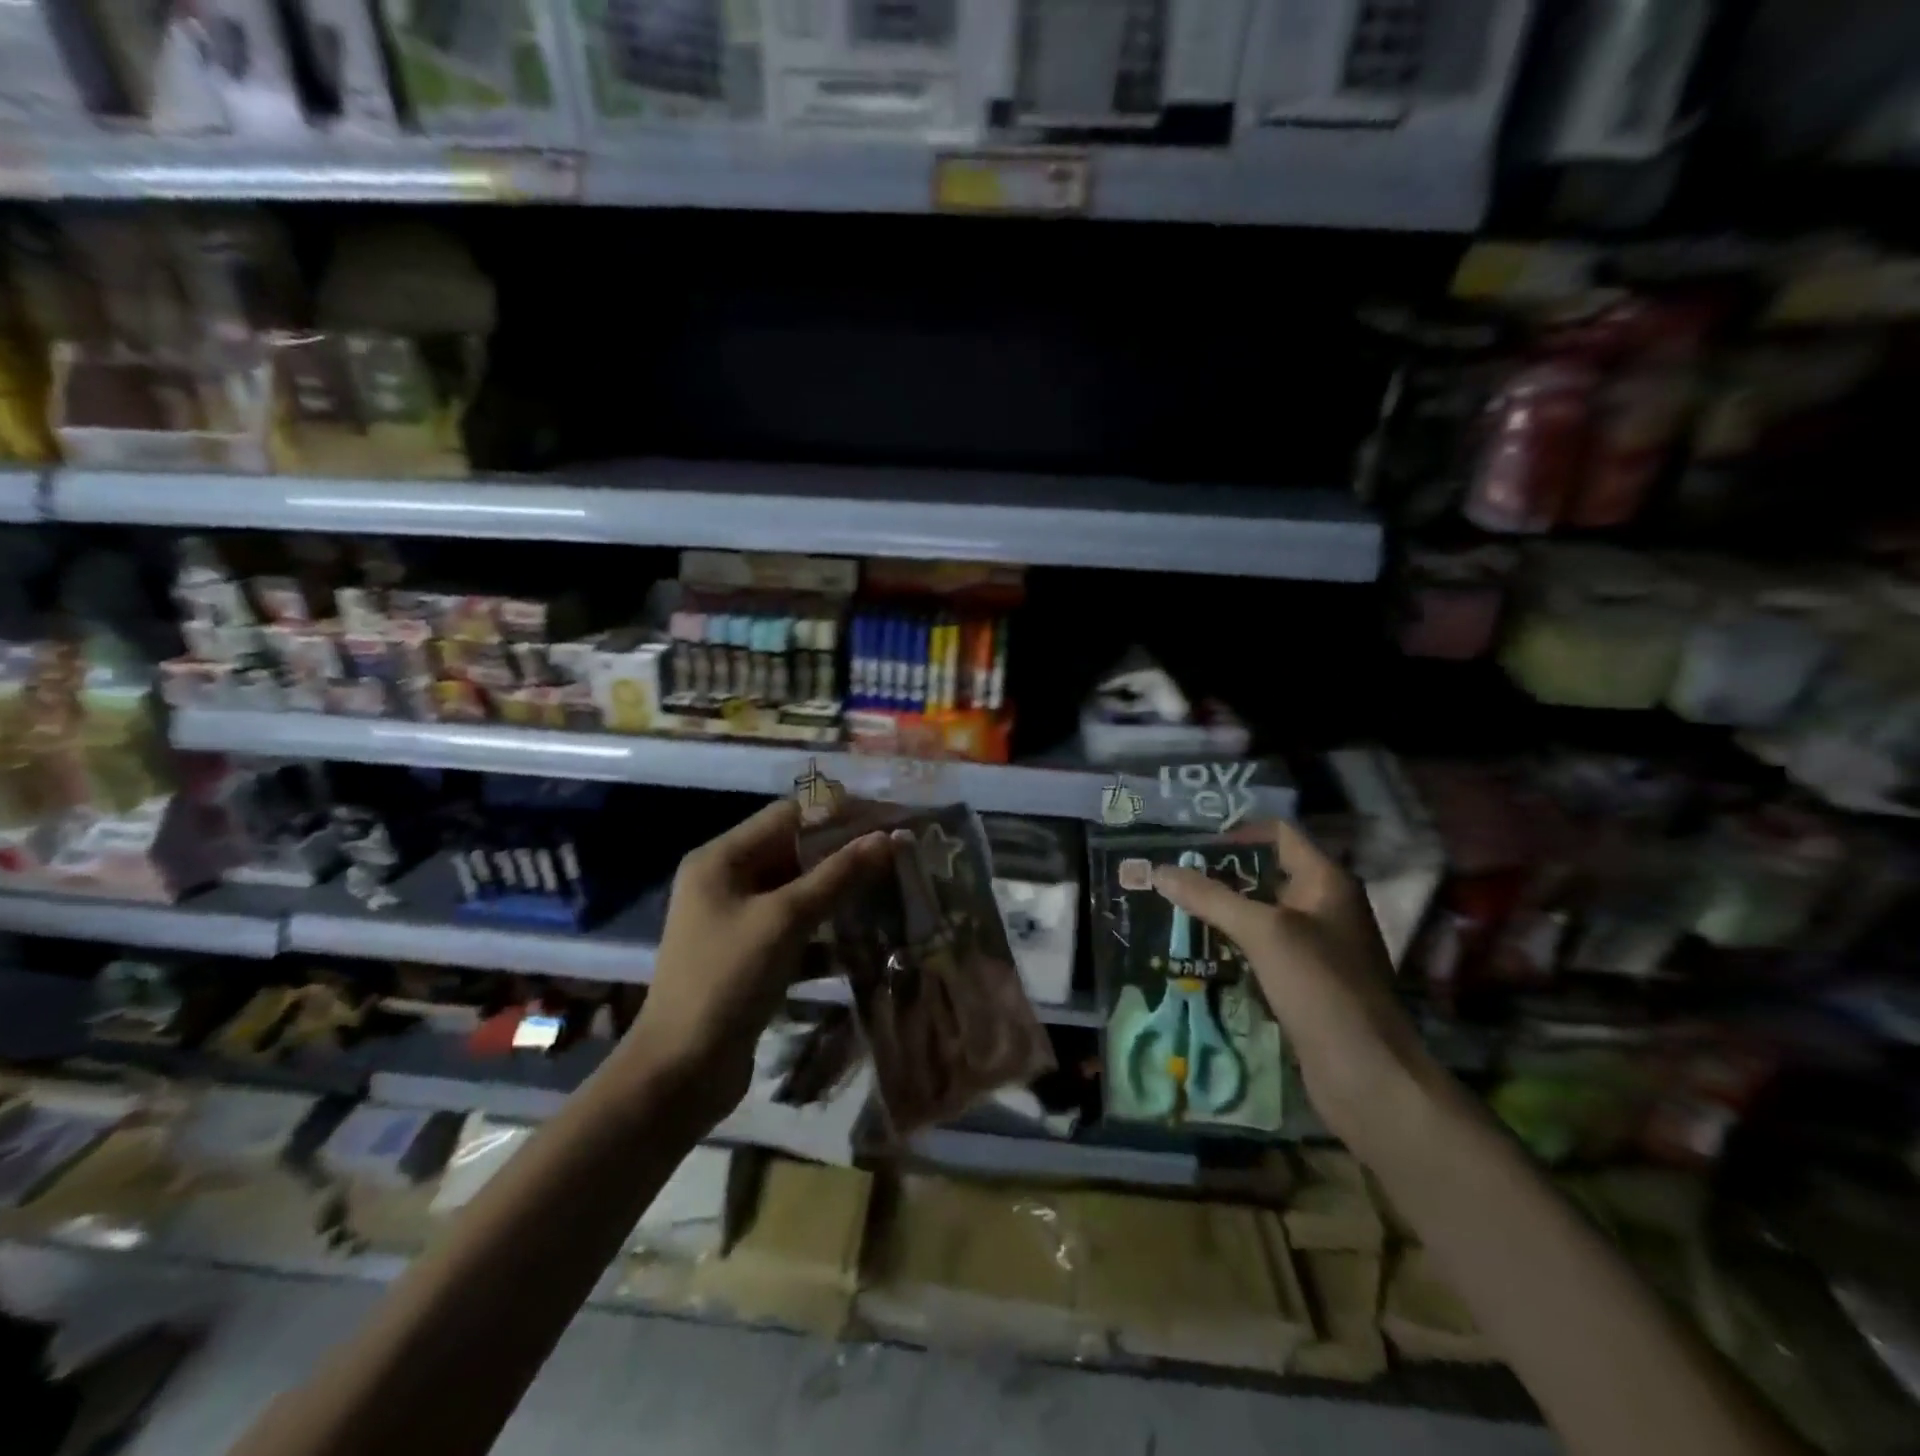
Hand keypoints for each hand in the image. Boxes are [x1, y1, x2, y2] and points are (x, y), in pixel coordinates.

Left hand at [622, 800, 888, 1127]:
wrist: (681, 1072)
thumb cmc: (727, 980)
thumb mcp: (785, 920)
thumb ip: (837, 875)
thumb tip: (888, 836)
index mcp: (721, 859)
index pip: (790, 815)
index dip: (841, 813)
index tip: (890, 818)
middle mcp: (726, 881)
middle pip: (795, 852)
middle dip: (845, 853)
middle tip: (897, 855)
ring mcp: (737, 921)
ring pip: (799, 891)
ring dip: (841, 892)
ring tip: (891, 890)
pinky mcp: (750, 956)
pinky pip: (796, 928)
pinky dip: (827, 931)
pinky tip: (866, 939)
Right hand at [1152, 821, 1446, 1153]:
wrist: (1366, 1074)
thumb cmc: (1320, 986)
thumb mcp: (1263, 932)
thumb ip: (1210, 897)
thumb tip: (1159, 870)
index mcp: (1327, 881)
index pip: (1279, 835)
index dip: (1236, 832)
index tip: (1190, 844)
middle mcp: (1325, 906)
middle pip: (1267, 872)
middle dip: (1221, 873)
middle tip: (1173, 875)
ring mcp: (1318, 946)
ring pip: (1262, 913)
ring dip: (1224, 910)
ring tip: (1176, 908)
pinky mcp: (1306, 981)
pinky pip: (1264, 948)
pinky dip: (1234, 944)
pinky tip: (1200, 950)